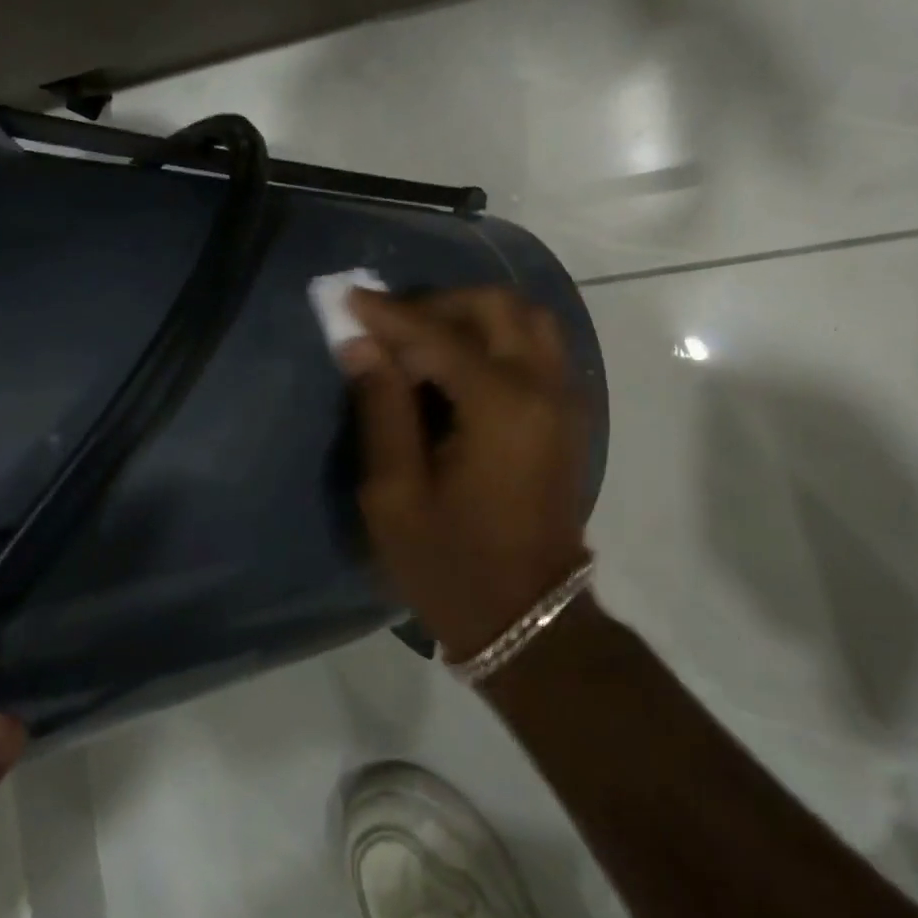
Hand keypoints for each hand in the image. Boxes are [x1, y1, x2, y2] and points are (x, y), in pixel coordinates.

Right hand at [342, 287, 591, 662]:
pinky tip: (460, 365)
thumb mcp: (395, 494)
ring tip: (425, 342)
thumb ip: (381, 408)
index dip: (389, 314)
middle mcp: (543, 387)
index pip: (438, 334)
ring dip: (474, 316)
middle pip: (498, 306)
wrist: (529, 619)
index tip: (349, 299)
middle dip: (439, 303)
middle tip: (392, 326)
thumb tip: (361, 344)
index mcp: (501, 405)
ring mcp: (565, 398)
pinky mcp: (569, 414)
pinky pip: (538, 347)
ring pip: (527, 320)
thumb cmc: (452, 565)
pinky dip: (499, 337)